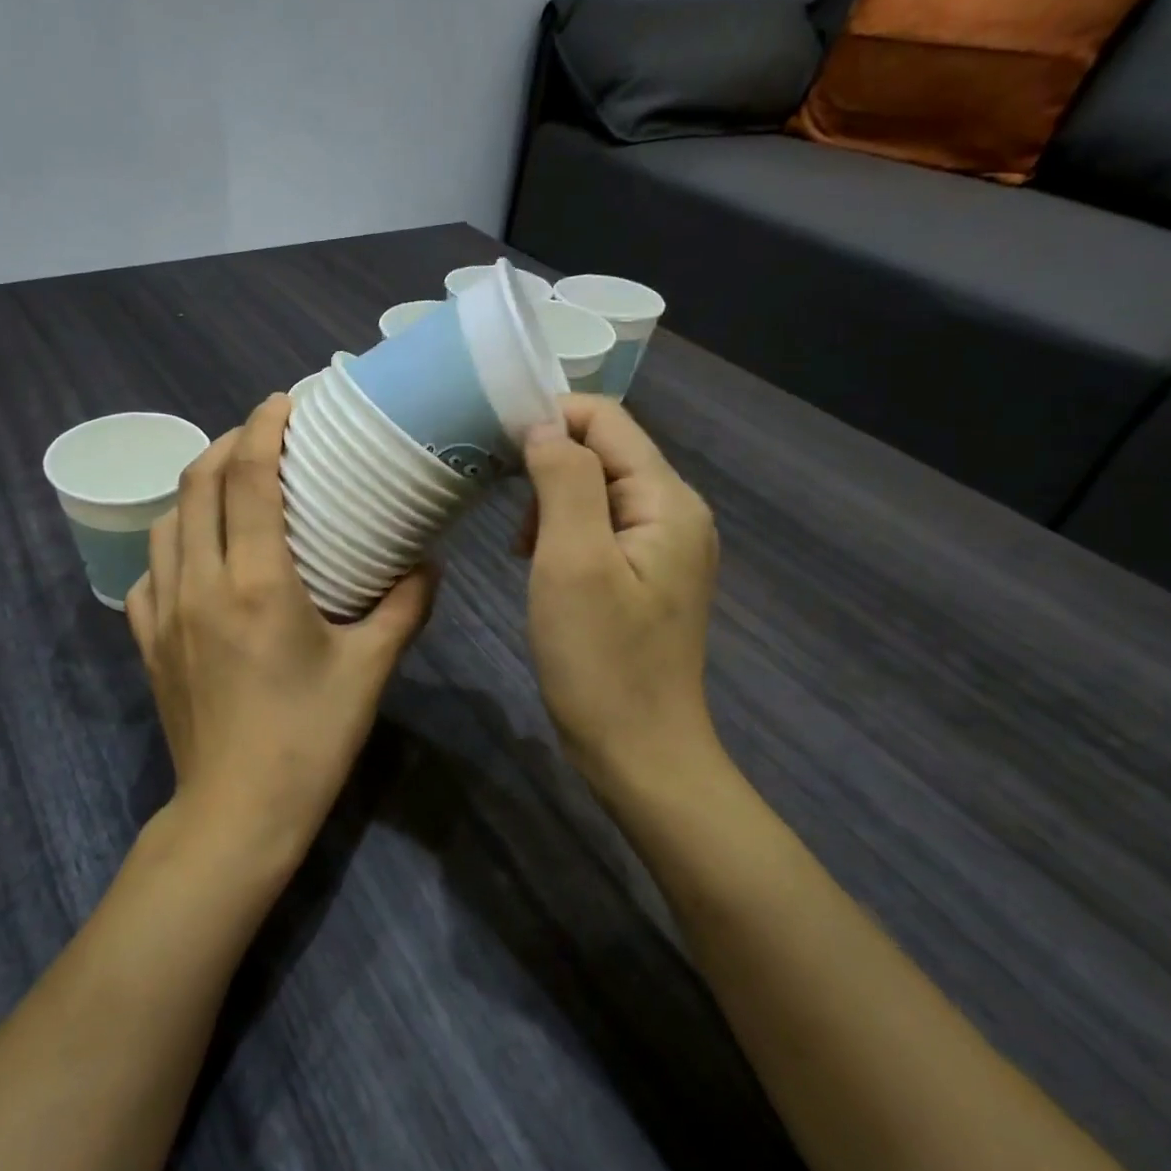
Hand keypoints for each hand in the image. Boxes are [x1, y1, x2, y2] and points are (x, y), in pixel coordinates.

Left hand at [127, 394, 438, 858]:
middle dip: (228, 444)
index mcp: (258, 582)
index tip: (283, 401)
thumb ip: (404, 607)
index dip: (263, 428)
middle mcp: (202, 583)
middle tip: (263, 435)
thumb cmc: (310, 739)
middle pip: (198, 484)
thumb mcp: (369, 670)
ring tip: (229, 485)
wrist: (238, 812)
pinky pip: (149, 571)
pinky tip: (195, 554)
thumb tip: (427, 564)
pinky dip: (172, 543)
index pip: (249, 478)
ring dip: (195, 488)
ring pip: (166, 521)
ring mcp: (166, 611)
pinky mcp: (149, 642)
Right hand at [519, 395, 720, 794]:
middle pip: (605, 451)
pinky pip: (602, 528)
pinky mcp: (647, 576)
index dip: (550, 417)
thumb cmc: (600, 660)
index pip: (607, 419)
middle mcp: (675, 512)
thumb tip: (543, 426)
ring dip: (552, 502)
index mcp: (666, 500)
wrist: (640, 753)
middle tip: (502, 506)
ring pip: (598, 490)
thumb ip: (564, 482)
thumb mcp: (573, 562)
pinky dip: (564, 532)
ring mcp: (665, 547)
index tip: (495, 447)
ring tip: (523, 548)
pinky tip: (542, 566)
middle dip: (548, 464)